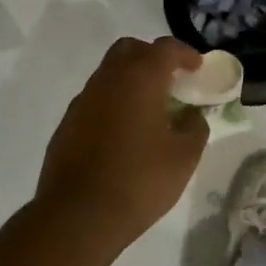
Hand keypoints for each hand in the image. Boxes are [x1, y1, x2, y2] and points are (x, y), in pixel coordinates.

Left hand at [33, 36, 207, 252]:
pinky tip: (125, 133)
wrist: (77, 217)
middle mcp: (107, 81)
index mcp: (139, 79)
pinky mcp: (67, 124)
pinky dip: (114, 103)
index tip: (198, 68)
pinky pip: (96, 99)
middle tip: (172, 81)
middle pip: (130, 50)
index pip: (165, 48)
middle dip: (153, 57)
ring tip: (151, 110)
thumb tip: (191, 115)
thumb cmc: (139, 181)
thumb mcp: (184, 157)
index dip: (186, 54)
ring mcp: (82, 101)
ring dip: (132, 81)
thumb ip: (195, 127)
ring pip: (109, 74)